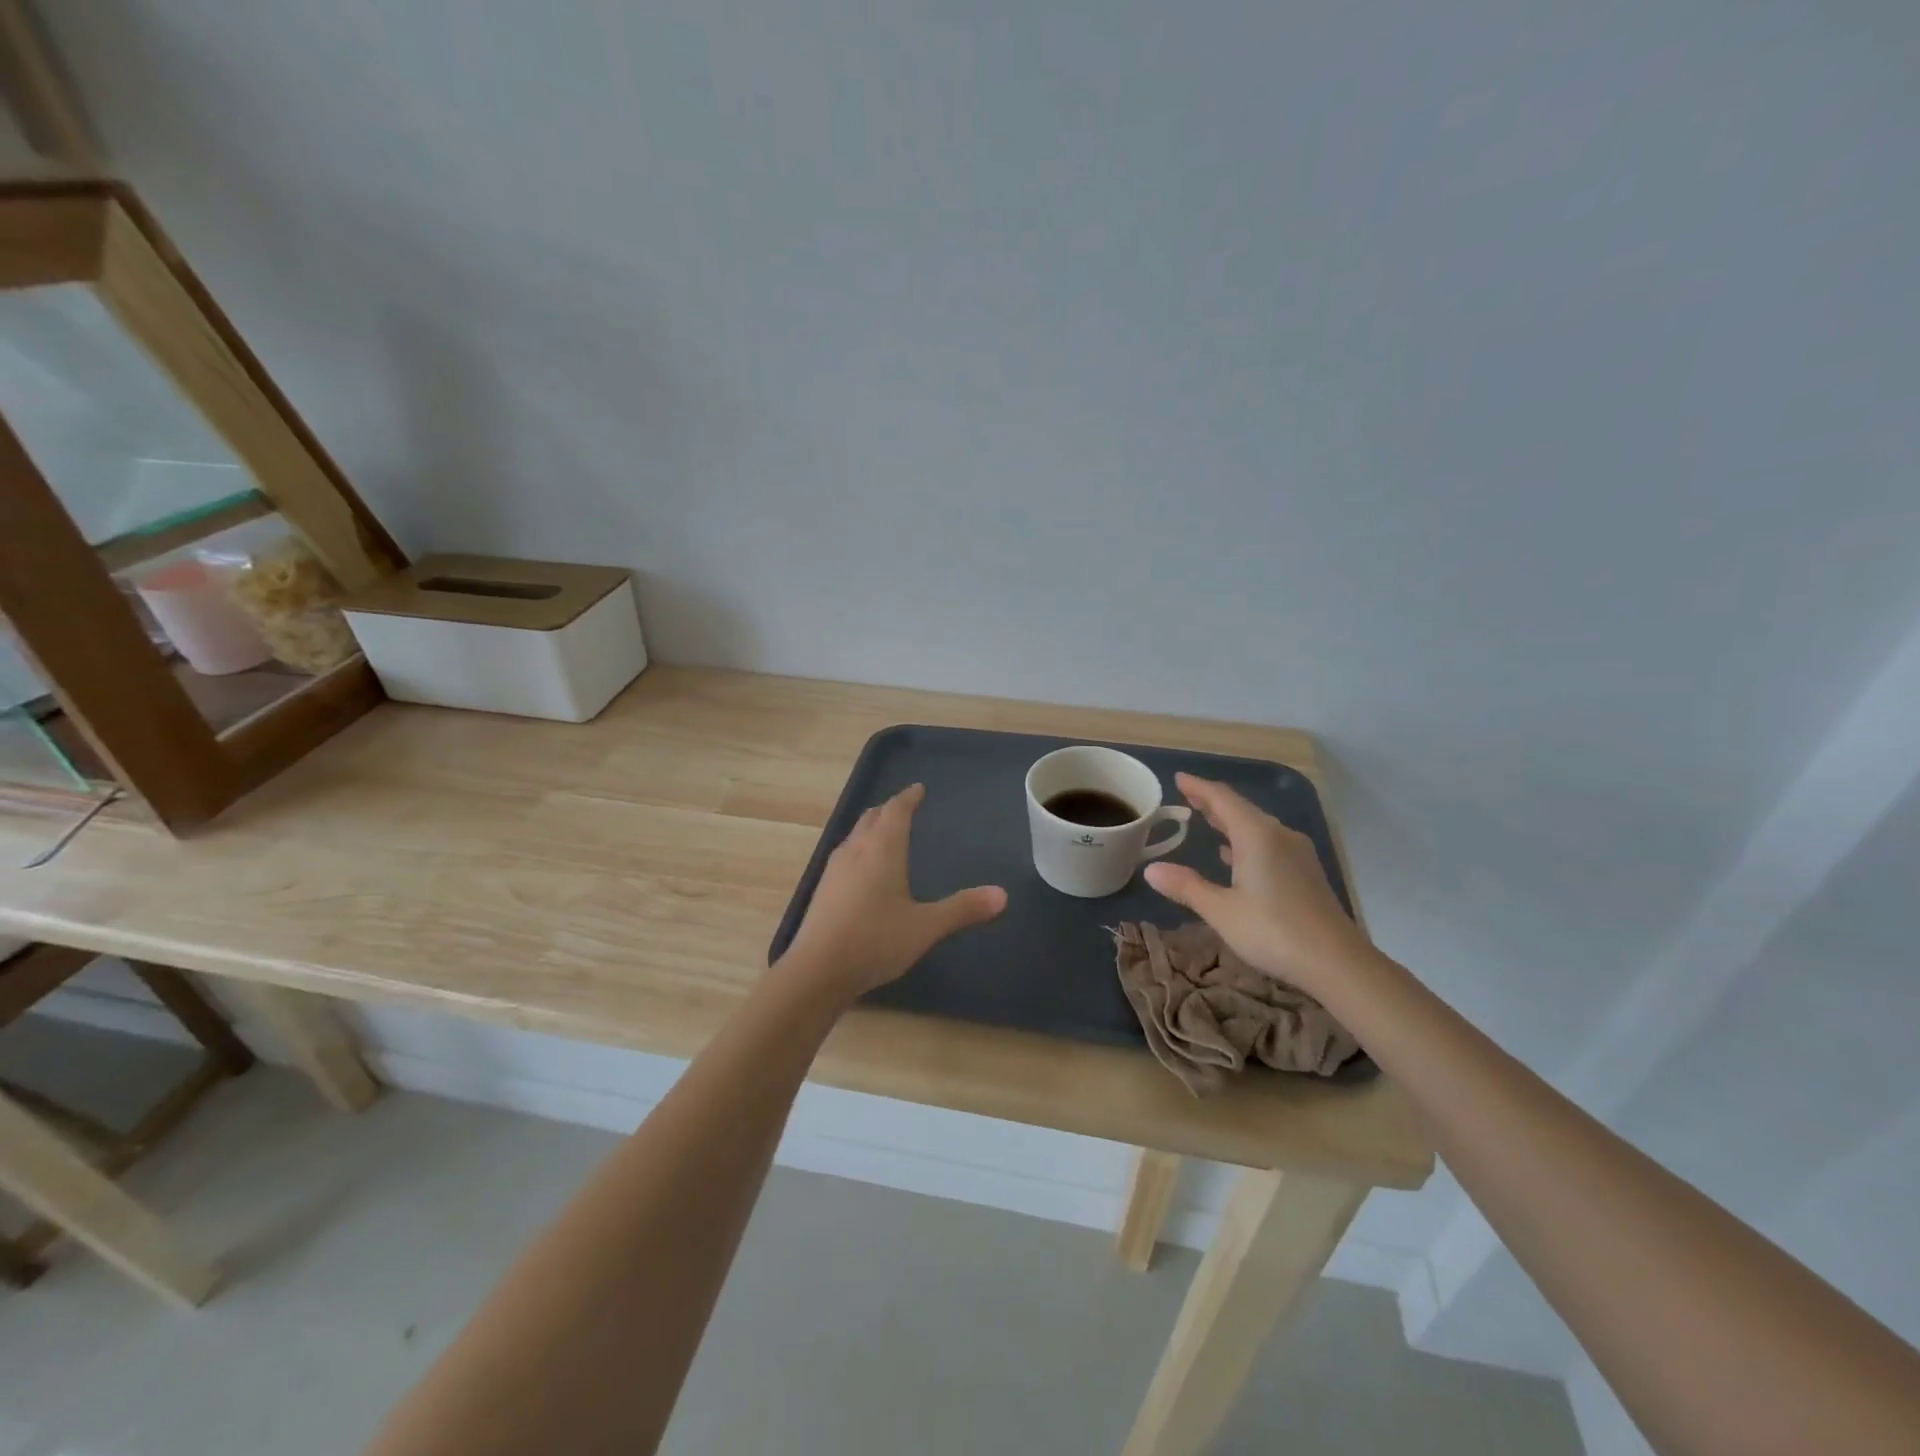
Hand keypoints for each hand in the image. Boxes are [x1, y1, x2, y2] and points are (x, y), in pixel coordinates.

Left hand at [782, 783, 1007, 997]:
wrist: (817, 970)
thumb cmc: (876, 940)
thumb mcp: (926, 926)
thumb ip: (963, 909)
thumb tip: (1002, 895)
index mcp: (882, 848)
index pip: (896, 810)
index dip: (909, 797)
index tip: (918, 789)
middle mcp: (856, 849)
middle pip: (872, 817)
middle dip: (889, 809)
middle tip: (904, 807)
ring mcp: (834, 869)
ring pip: (855, 834)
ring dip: (872, 827)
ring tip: (885, 833)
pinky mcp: (823, 889)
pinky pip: (845, 855)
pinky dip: (859, 849)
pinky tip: (863, 870)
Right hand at [1143, 773, 1368, 992]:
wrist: (1337, 962)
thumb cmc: (1273, 931)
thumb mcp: (1221, 910)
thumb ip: (1186, 886)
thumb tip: (1151, 869)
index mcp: (1256, 835)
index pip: (1223, 799)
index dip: (1199, 787)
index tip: (1178, 778)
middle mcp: (1279, 835)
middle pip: (1242, 809)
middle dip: (1213, 802)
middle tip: (1187, 796)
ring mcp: (1296, 854)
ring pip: (1257, 827)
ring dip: (1230, 822)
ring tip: (1206, 820)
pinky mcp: (1305, 872)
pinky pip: (1269, 843)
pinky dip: (1246, 841)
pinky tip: (1234, 855)